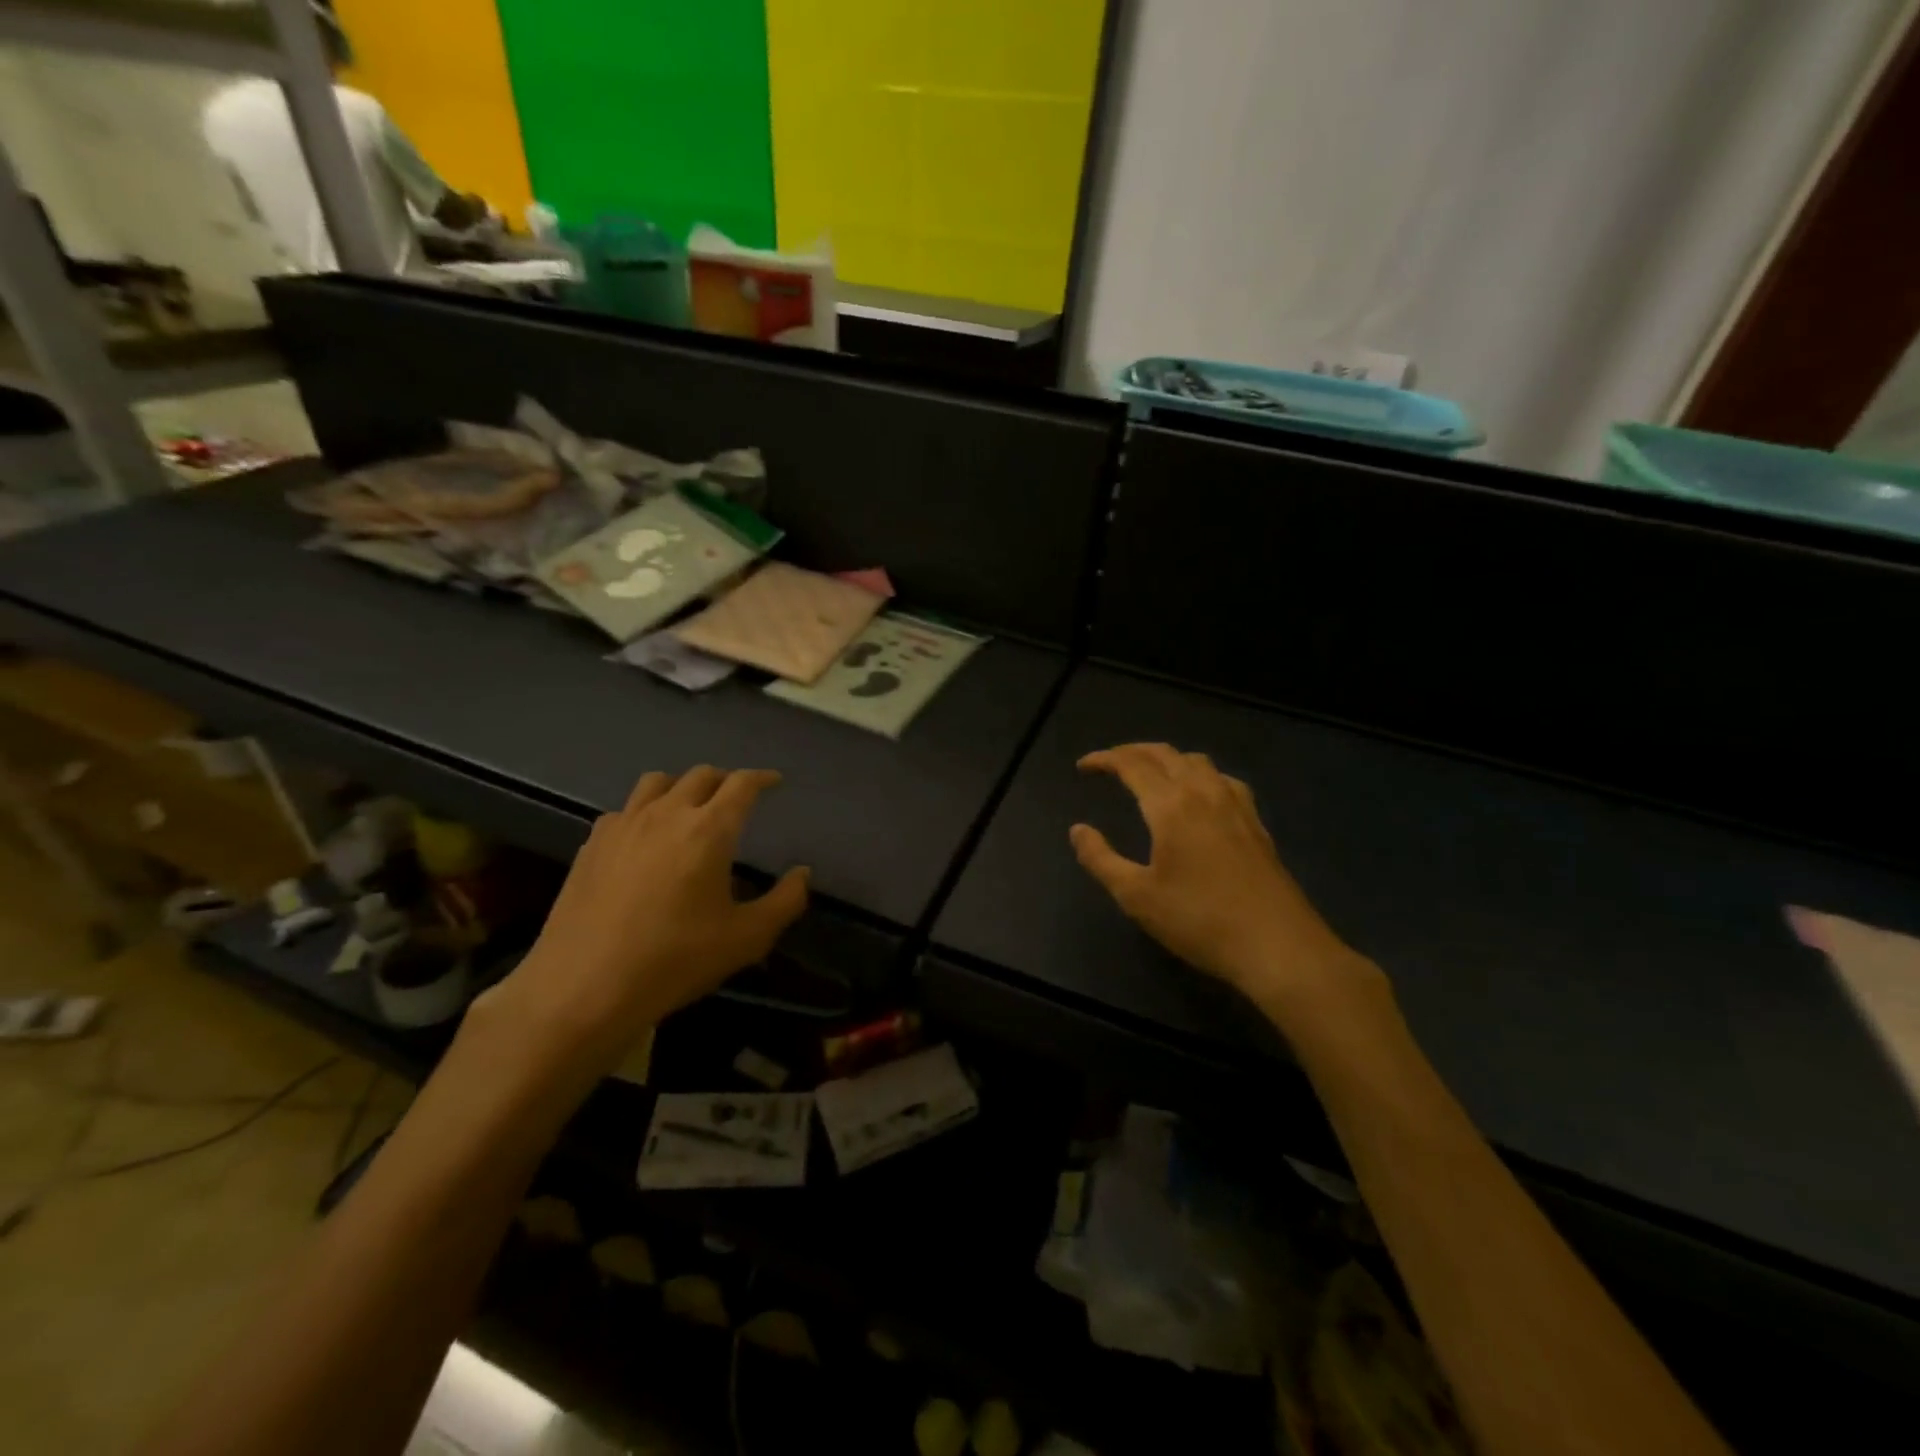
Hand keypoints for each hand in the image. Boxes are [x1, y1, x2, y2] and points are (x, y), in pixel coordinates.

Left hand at [482, 767, 808, 1069]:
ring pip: (658, 782)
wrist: (583, 987)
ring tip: (691, 808)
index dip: (762, 778)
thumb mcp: (746, 939)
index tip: (774, 782)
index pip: (742, 784)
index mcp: (709, 830)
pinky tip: (646, 839)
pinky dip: (645, 811)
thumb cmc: (674, 961)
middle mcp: (667, 814)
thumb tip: (802, 873)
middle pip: (701, 775)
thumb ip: (785, 902)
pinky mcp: (592, 844)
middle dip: (726, 780)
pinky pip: (625, 809)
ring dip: (683, 786)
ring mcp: (624, 825)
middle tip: (737, 798)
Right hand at [1070, 743, 1378, 1023]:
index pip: (1132, 764)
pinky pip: (1222, 779)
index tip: (1083, 767)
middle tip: (1110, 763)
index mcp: (1171, 805)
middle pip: (1165, 754)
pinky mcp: (1256, 823)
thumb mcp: (1136, 896)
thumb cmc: (1199, 920)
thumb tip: (1078, 830)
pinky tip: (1200, 796)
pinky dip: (1199, 774)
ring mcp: (1236, 805)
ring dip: (1167, 759)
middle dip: (1133, 752)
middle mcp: (1204, 792)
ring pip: (1197, 761)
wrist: (1277, 945)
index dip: (1105, 759)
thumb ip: (1100, 859)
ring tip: (1150, 774)